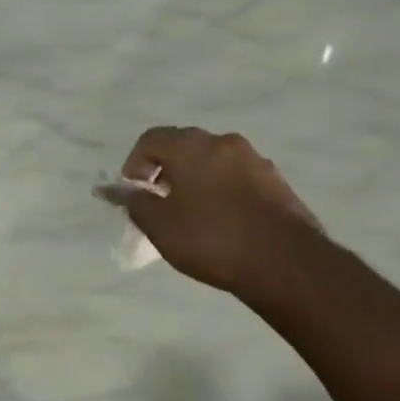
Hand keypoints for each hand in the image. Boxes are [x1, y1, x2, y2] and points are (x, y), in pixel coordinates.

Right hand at [107, 127, 320, 295]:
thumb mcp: (161, 226)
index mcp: (193, 146)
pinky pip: (237, 178)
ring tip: (192, 216)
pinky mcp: (276, 182)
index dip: (134, 165)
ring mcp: (255, 160)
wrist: (284, 261)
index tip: (135, 195)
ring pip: (213, 162)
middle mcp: (224, 142)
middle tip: (160, 205)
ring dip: (196, 180)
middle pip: (184, 146)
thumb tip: (114, 189)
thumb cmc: (212, 240)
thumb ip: (134, 203)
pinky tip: (223, 223)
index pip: (151, 139)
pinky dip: (222, 191)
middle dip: (165, 171)